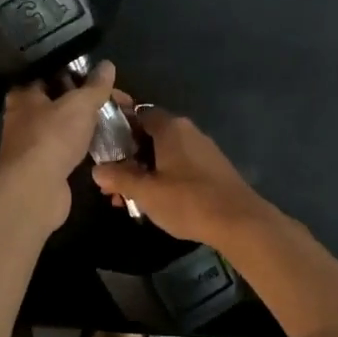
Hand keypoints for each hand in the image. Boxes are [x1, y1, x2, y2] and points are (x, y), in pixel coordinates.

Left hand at [0, 60, 117, 228]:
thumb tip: (107, 64)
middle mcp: (23, 117)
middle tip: (119, 102)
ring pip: (65, 127)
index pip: (52, 74)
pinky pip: (68, 149)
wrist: (36, 190)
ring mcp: (32, 144)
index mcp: (24, 94)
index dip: (79, 74)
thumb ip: (95, 85)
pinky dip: (85, 146)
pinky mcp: (43, 166)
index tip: (105, 79)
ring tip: (118, 122)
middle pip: (61, 101)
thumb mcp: (79, 104)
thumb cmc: (52, 137)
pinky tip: (105, 145)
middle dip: (89, 102)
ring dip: (88, 125)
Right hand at [91, 105, 270, 247]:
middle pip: (150, 137)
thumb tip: (97, 169)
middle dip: (128, 159)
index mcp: (171, 127)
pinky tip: (156, 203)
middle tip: (111, 184)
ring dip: (145, 173)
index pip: (138, 114)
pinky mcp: (213, 170)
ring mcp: (203, 150)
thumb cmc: (188, 201)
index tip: (103, 151)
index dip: (118, 130)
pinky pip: (180, 167)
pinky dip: (164, 180)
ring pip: (164, 155)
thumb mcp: (145, 191)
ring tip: (129, 200)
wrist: (240, 222)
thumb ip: (119, 177)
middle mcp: (188, 132)